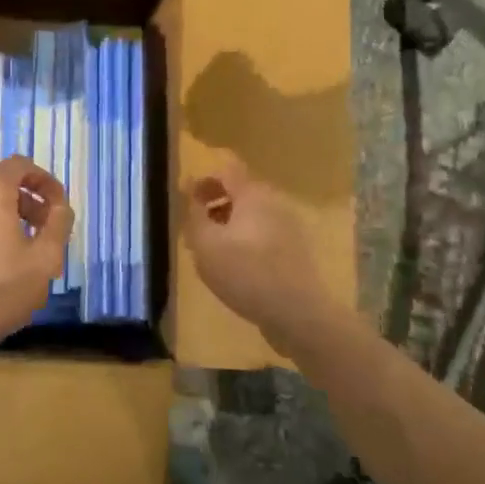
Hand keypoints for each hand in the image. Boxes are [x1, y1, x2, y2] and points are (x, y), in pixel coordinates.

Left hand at [0, 155, 73, 365]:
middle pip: (0, 186)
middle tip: (43, 234)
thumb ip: (58, 225)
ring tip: (19, 255)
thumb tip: (61, 207)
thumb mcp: (44, 261)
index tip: (58, 207)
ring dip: (4, 222)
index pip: (21, 165)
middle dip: (27, 204)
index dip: (45, 181)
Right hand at [182, 158, 333, 348]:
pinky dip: (245, 241)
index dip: (203, 179)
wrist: (298, 314)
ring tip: (211, 253)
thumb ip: (194, 215)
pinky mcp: (295, 251)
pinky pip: (264, 234)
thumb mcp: (205, 245)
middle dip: (214, 205)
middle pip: (240, 192)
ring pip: (252, 215)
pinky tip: (235, 268)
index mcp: (253, 194)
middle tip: (194, 229)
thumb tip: (190, 195)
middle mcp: (275, 203)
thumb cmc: (245, 273)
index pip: (226, 170)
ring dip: (228, 225)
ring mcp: (289, 227)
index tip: (186, 200)